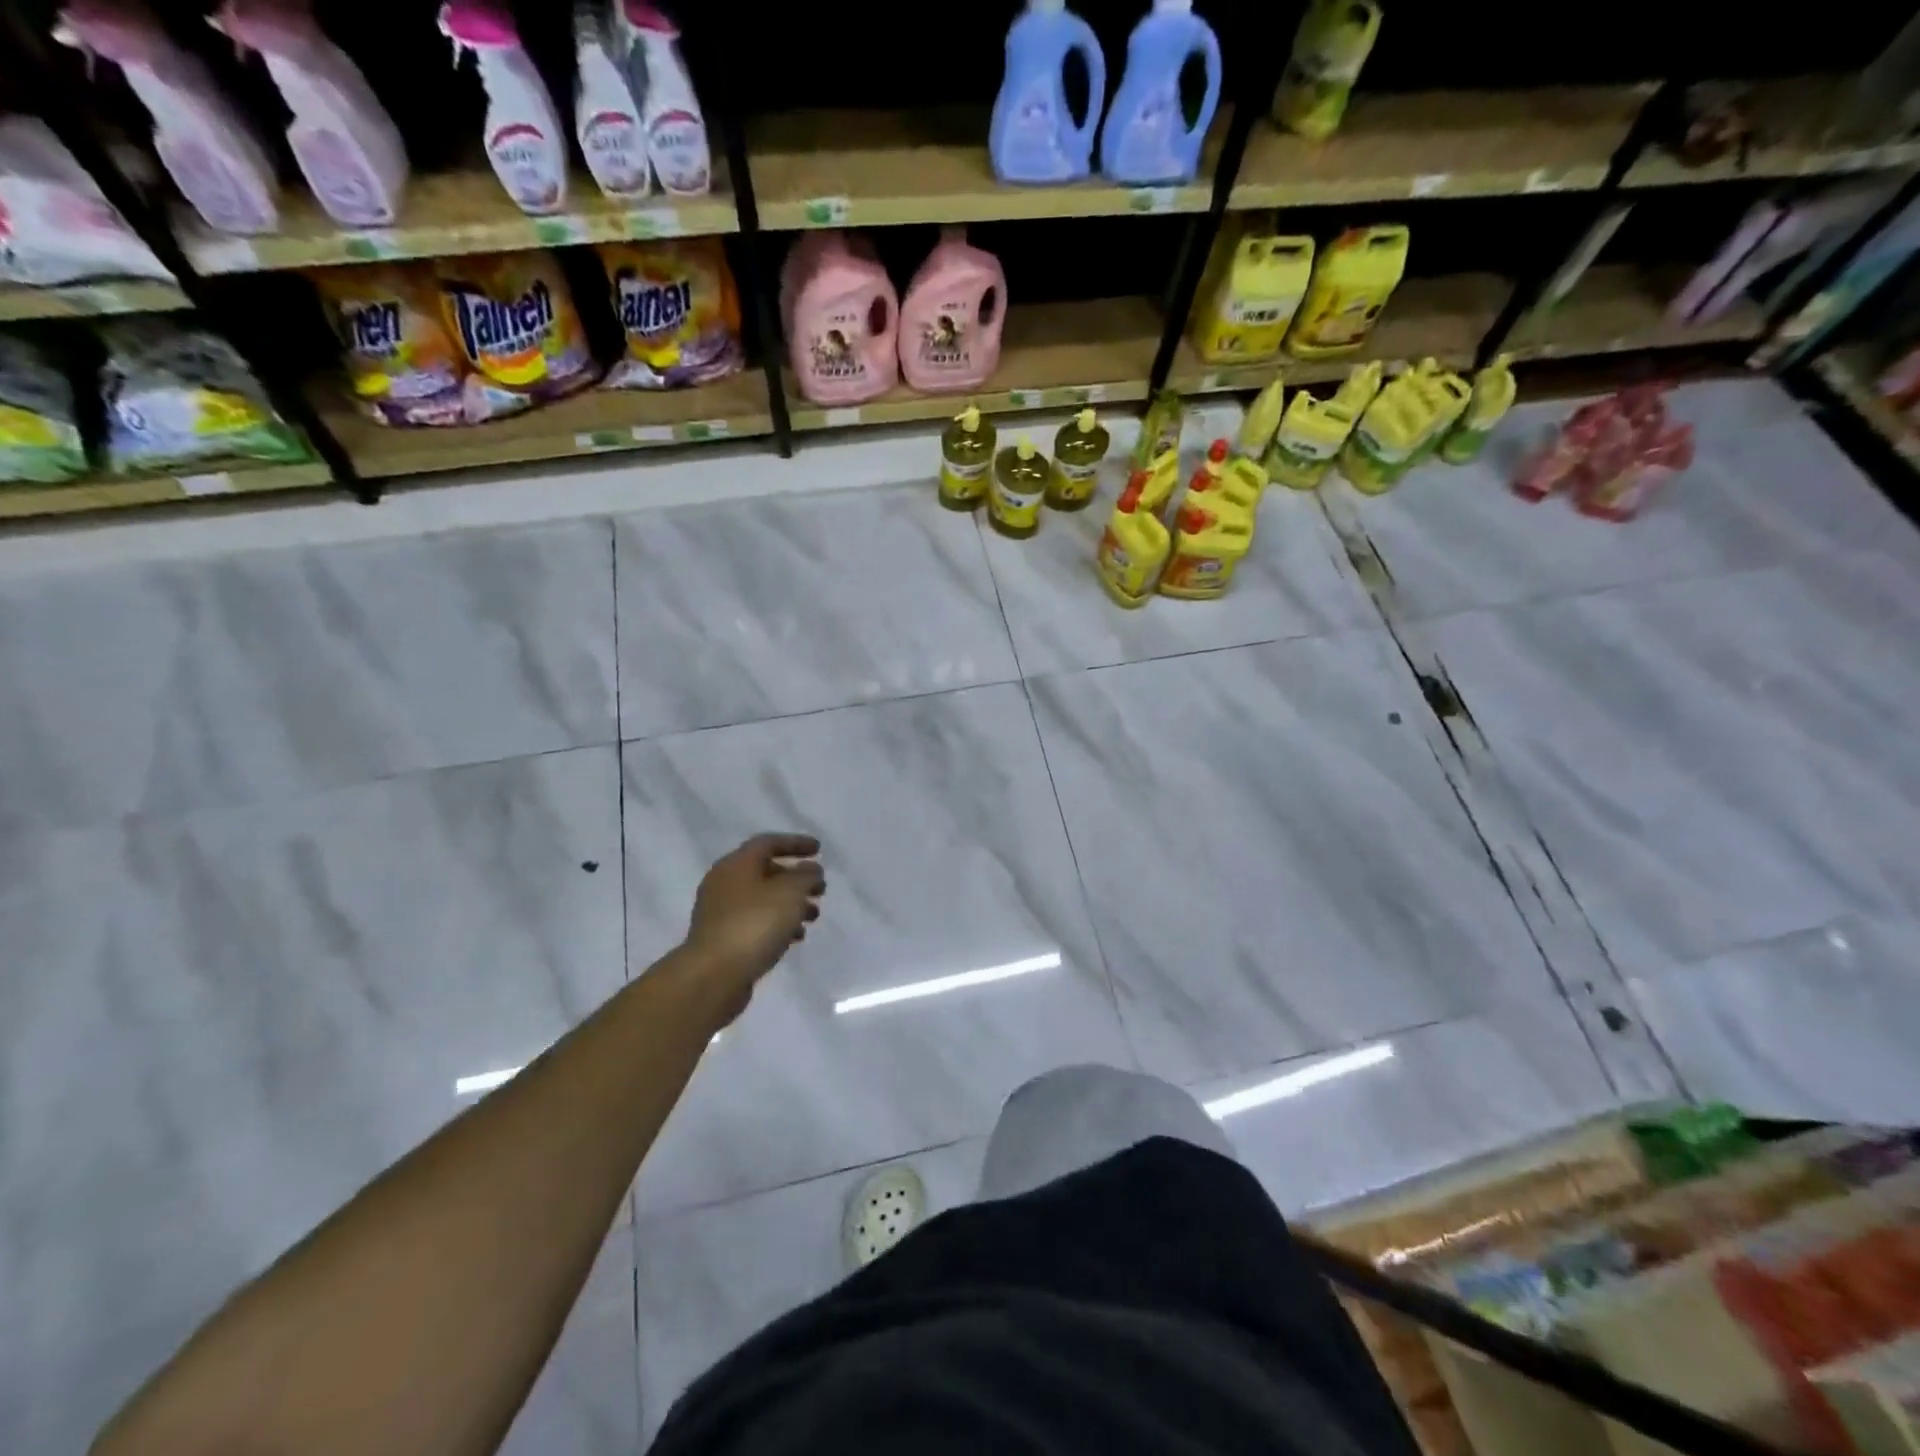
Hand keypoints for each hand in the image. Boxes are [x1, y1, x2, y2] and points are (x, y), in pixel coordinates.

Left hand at [682, 834, 825, 1019]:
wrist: (713, 975)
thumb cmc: (755, 924)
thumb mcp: (790, 892)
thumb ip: (806, 875)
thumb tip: (810, 869)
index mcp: (737, 864)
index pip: (768, 842)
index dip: (796, 843)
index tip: (819, 849)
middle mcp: (725, 882)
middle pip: (766, 871)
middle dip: (796, 878)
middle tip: (820, 889)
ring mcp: (721, 912)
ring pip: (763, 899)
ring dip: (790, 903)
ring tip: (814, 916)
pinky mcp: (723, 938)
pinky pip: (756, 921)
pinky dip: (778, 923)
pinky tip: (796, 937)